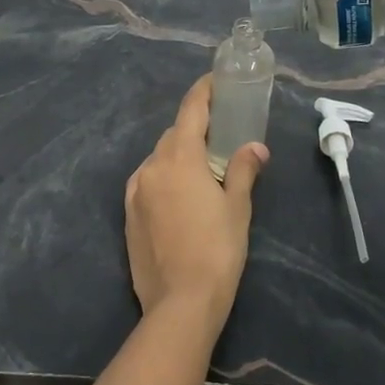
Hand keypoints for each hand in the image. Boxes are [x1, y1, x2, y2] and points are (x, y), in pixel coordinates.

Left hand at [124, 74, 266, 330]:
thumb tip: (255, 148)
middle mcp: (152, 166)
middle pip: (174, 135)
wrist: (180, 303)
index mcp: (180, 157)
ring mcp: (135, 190)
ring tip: (202, 173)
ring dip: (178, 157)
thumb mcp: (237, 208)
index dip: (203, 91)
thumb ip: (244, 170)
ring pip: (159, 159)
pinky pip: (147, 182)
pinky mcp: (128, 214)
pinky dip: (164, 179)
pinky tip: (179, 198)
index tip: (215, 81)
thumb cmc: (217, 250)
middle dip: (194, 130)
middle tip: (219, 138)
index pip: (191, 110)